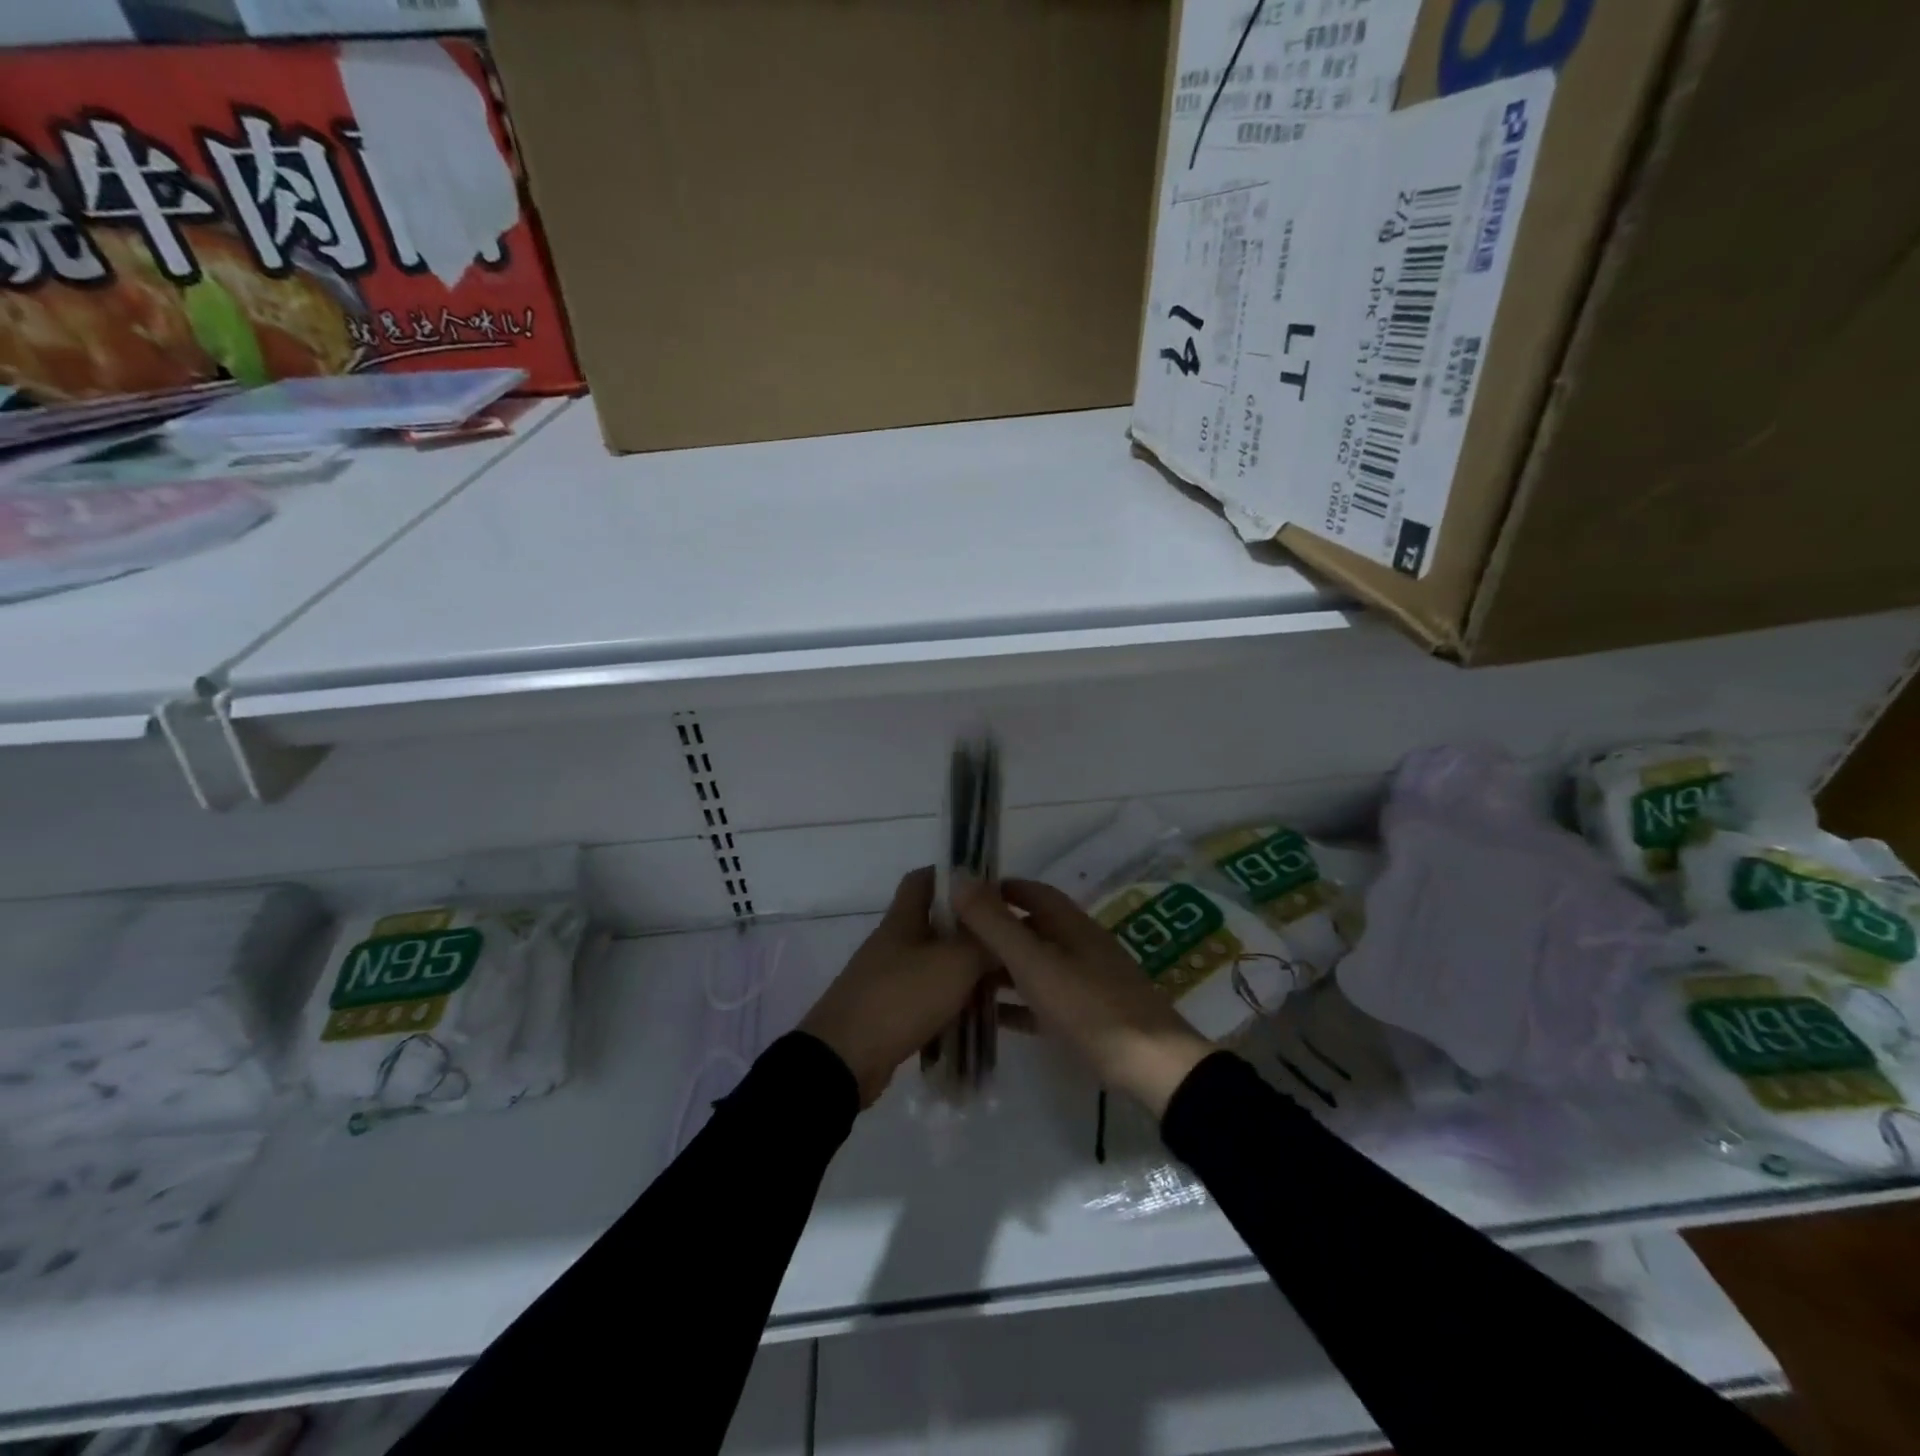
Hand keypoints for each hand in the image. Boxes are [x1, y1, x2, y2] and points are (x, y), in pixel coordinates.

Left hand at [800, 868, 994, 1106]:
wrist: (844, 1060)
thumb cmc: (900, 998)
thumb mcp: (953, 963)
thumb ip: (983, 941)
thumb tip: (1004, 925)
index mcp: (903, 920)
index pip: (923, 880)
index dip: (953, 876)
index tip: (989, 887)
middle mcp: (894, 945)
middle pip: (936, 925)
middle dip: (971, 932)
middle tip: (1008, 943)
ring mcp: (888, 980)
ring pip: (935, 965)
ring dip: (965, 972)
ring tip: (1003, 985)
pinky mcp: (889, 1015)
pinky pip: (928, 1000)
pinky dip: (951, 1005)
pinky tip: (977, 1018)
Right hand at [953, 877, 1212, 1118]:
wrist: (1150, 1065)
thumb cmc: (1089, 1006)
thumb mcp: (1035, 963)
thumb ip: (996, 924)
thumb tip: (959, 879)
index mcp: (1071, 925)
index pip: (1031, 892)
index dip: (998, 889)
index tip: (961, 897)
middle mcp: (1078, 946)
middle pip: (1031, 929)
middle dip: (994, 931)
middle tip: (951, 942)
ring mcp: (1085, 982)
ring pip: (1035, 966)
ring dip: (1001, 968)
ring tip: (960, 978)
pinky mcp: (1086, 1017)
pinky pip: (1042, 1001)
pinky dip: (1017, 1003)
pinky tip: (991, 1016)